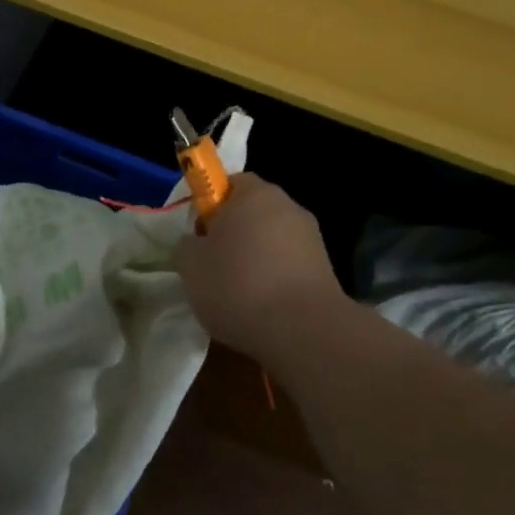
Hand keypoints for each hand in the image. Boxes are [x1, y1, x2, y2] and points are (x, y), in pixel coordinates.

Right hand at [175, 173, 342, 356]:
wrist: (302, 331)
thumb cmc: (238, 285)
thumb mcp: (190, 265)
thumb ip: (188, 244)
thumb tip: (197, 243)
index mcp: (254, 193)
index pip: (228, 183)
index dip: (210, 206)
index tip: (199, 235)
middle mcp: (288, 206)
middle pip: (252, 212)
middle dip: (233, 234)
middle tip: (213, 264)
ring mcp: (312, 238)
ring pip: (272, 241)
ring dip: (256, 259)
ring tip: (237, 294)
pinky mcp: (326, 270)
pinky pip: (289, 267)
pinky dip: (275, 281)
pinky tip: (263, 308)